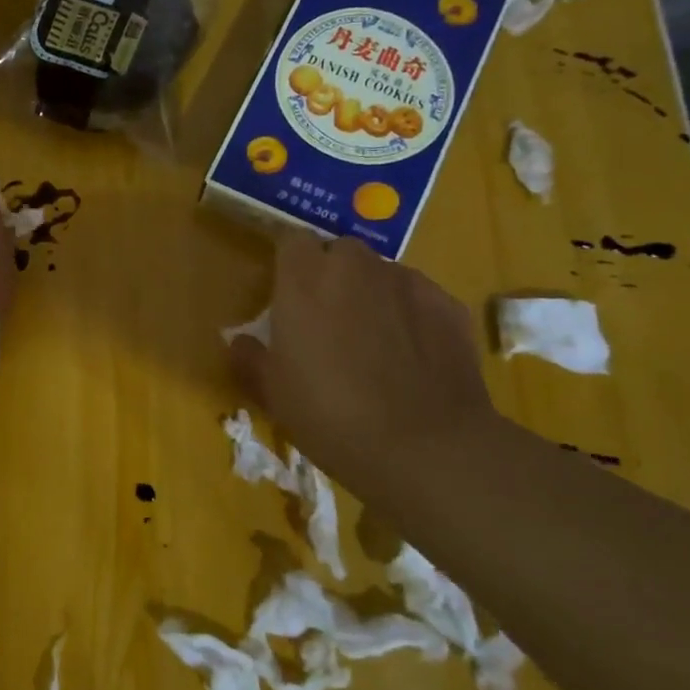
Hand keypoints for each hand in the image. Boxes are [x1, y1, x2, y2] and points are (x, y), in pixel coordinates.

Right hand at [229, 234, 499, 493]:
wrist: (425, 448)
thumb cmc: (331, 416)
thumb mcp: (274, 395)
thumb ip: (251, 359)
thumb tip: (240, 342)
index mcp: (304, 279)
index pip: (290, 240)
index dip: (288, 263)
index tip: (285, 291)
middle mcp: (355, 266)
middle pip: (339, 252)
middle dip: (332, 275)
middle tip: (328, 321)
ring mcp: (407, 282)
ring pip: (381, 274)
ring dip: (372, 294)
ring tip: (375, 343)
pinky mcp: (448, 304)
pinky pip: (418, 299)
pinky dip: (411, 316)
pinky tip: (413, 357)